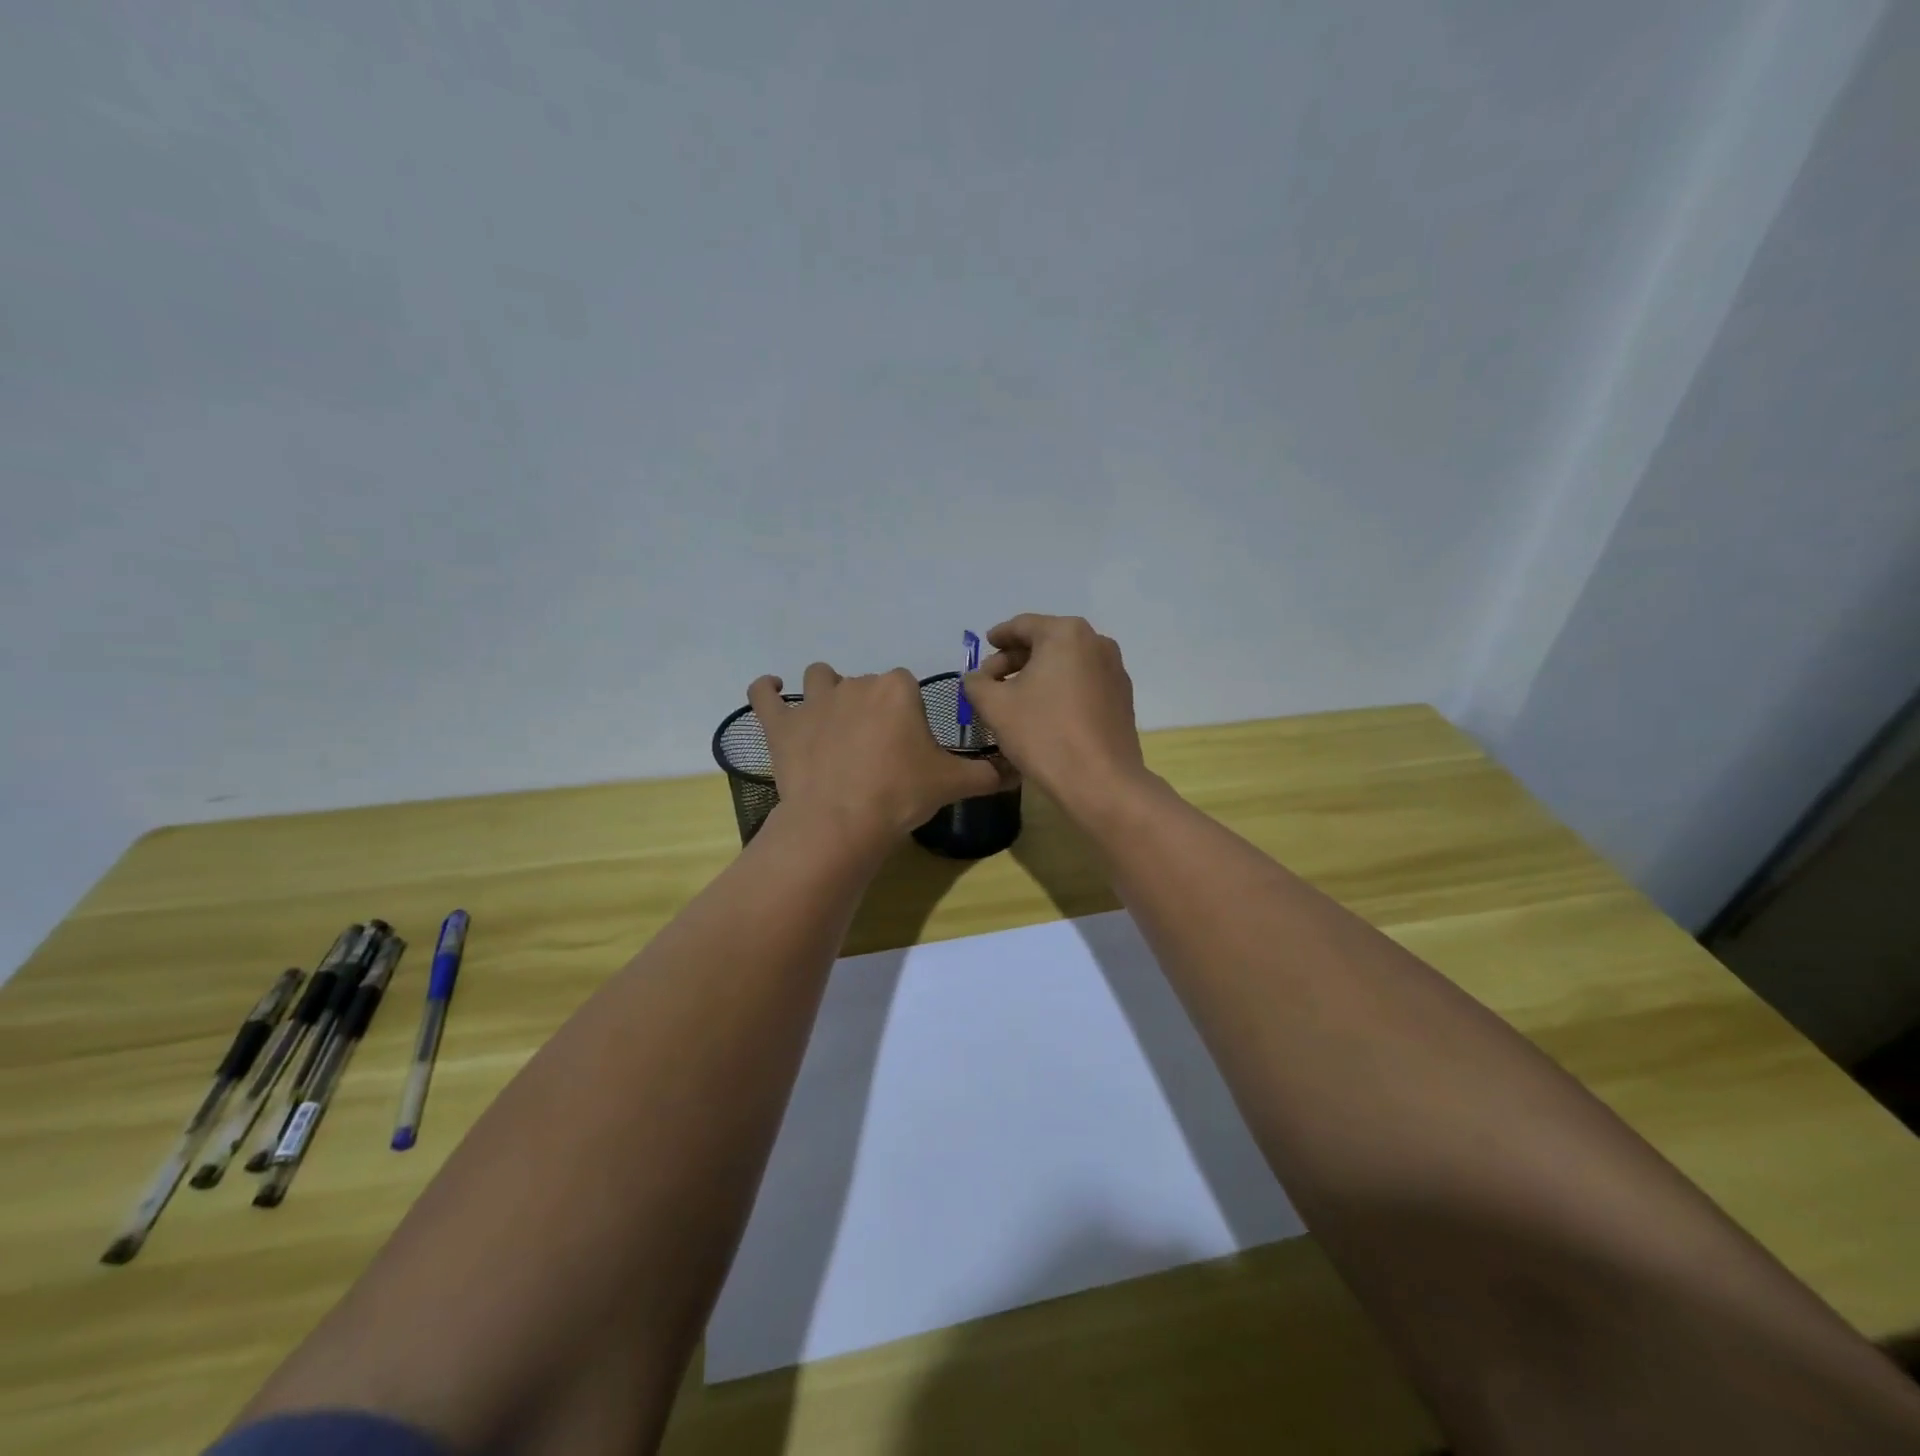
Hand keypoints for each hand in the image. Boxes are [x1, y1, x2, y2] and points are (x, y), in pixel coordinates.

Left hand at [748, 663, 1012, 851]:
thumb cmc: (901, 795)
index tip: (907, 741)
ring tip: (830, 720)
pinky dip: (766, 691)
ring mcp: (813, 701)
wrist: (842, 822)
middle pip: (865, 682)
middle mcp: (856, 683)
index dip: (907, 711)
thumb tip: (1017, 770)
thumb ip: (986, 773)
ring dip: (824, 691)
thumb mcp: (953, 784)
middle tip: (875, 746)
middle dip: (870, 706)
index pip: (906, 685)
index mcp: (897, 688)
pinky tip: (770, 690)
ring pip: (818, 678)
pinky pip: (764, 695)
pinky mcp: (780, 724)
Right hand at [961, 614, 1151, 818]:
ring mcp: (1114, 670)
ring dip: (1038, 675)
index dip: (999, 636)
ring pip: (1066, 663)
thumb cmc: (1043, 734)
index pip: (1022, 625)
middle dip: (1016, 659)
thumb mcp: (995, 706)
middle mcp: (1096, 642)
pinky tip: (1045, 712)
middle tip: (991, 680)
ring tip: (1015, 698)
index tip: (985, 646)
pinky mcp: (1122, 697)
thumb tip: (976, 678)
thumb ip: (977, 683)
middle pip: (1046, 642)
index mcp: (1065, 633)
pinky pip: (1083, 682)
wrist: (1100, 781)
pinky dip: (1060, 688)